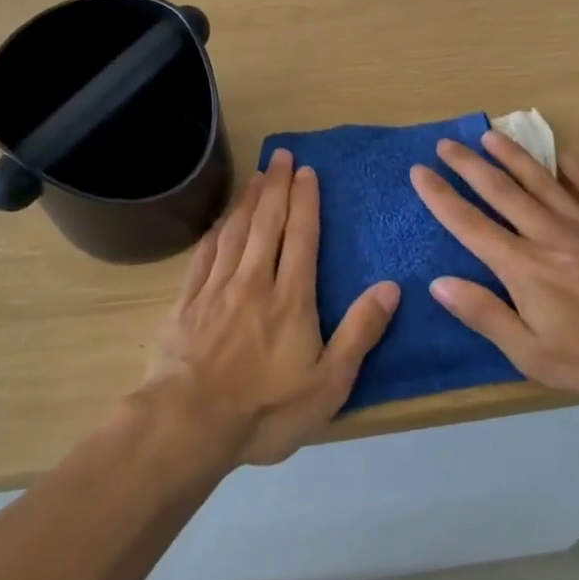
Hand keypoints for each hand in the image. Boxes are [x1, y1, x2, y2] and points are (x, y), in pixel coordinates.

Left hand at [143, 148, 400, 465]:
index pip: (301, 236)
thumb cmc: (266, 409)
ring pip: (235, 232)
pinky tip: (219, 221)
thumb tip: (391, 287)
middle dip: (276, 186)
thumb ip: (360, 333)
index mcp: (290, 297)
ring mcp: (216, 289)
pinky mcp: (186, 302)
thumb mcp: (329, 383)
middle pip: (267, 223)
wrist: (188, 424)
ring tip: (256, 176)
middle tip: (280, 155)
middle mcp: (253, 281)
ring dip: (248, 201)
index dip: (305, 201)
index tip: (306, 171)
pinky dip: (215, 231)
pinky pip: (204, 254)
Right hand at [408, 132, 578, 406]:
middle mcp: (548, 234)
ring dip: (511, 156)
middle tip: (445, 144)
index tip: (418, 172)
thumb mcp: (533, 355)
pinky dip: (571, 168)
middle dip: (469, 165)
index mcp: (523, 266)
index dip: (441, 197)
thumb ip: (485, 315)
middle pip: (501, 191)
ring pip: (540, 180)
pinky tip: (562, 154)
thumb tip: (439, 283)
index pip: (470, 224)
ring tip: (489, 135)